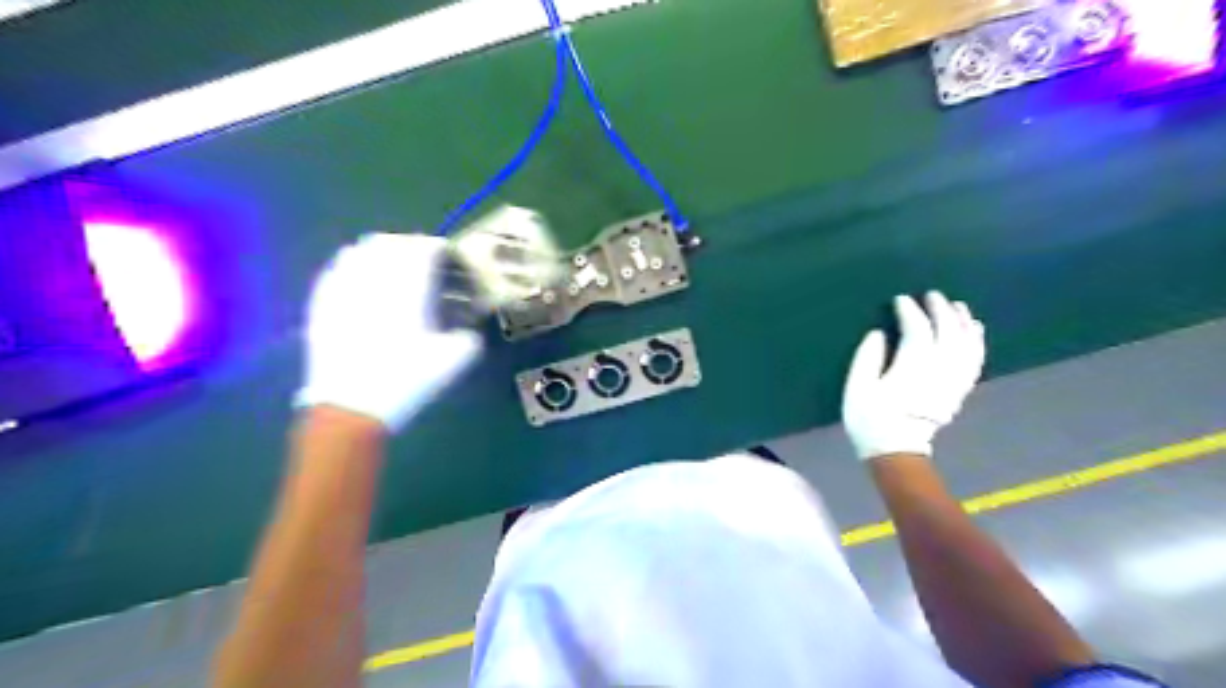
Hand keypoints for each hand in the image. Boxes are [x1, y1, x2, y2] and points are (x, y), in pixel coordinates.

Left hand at [297, 234, 482, 430]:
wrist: (351, 408)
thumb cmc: (405, 380)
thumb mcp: (453, 362)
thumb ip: (469, 338)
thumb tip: (469, 329)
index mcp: (407, 288)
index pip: (423, 248)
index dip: (439, 249)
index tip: (449, 259)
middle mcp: (372, 279)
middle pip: (390, 242)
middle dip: (410, 246)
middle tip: (424, 263)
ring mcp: (341, 289)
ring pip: (359, 250)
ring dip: (380, 252)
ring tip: (393, 269)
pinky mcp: (321, 304)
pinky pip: (336, 269)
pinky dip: (353, 266)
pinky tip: (360, 282)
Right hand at [843, 289, 983, 459]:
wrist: (895, 451)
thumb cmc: (870, 419)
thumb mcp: (857, 389)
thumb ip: (867, 357)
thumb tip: (879, 333)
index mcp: (912, 368)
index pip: (918, 330)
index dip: (910, 311)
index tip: (900, 300)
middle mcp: (939, 370)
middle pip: (947, 332)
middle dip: (940, 310)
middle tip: (930, 295)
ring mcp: (953, 381)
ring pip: (967, 344)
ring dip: (962, 321)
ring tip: (956, 305)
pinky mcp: (959, 389)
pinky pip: (975, 360)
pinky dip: (977, 341)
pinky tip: (974, 329)